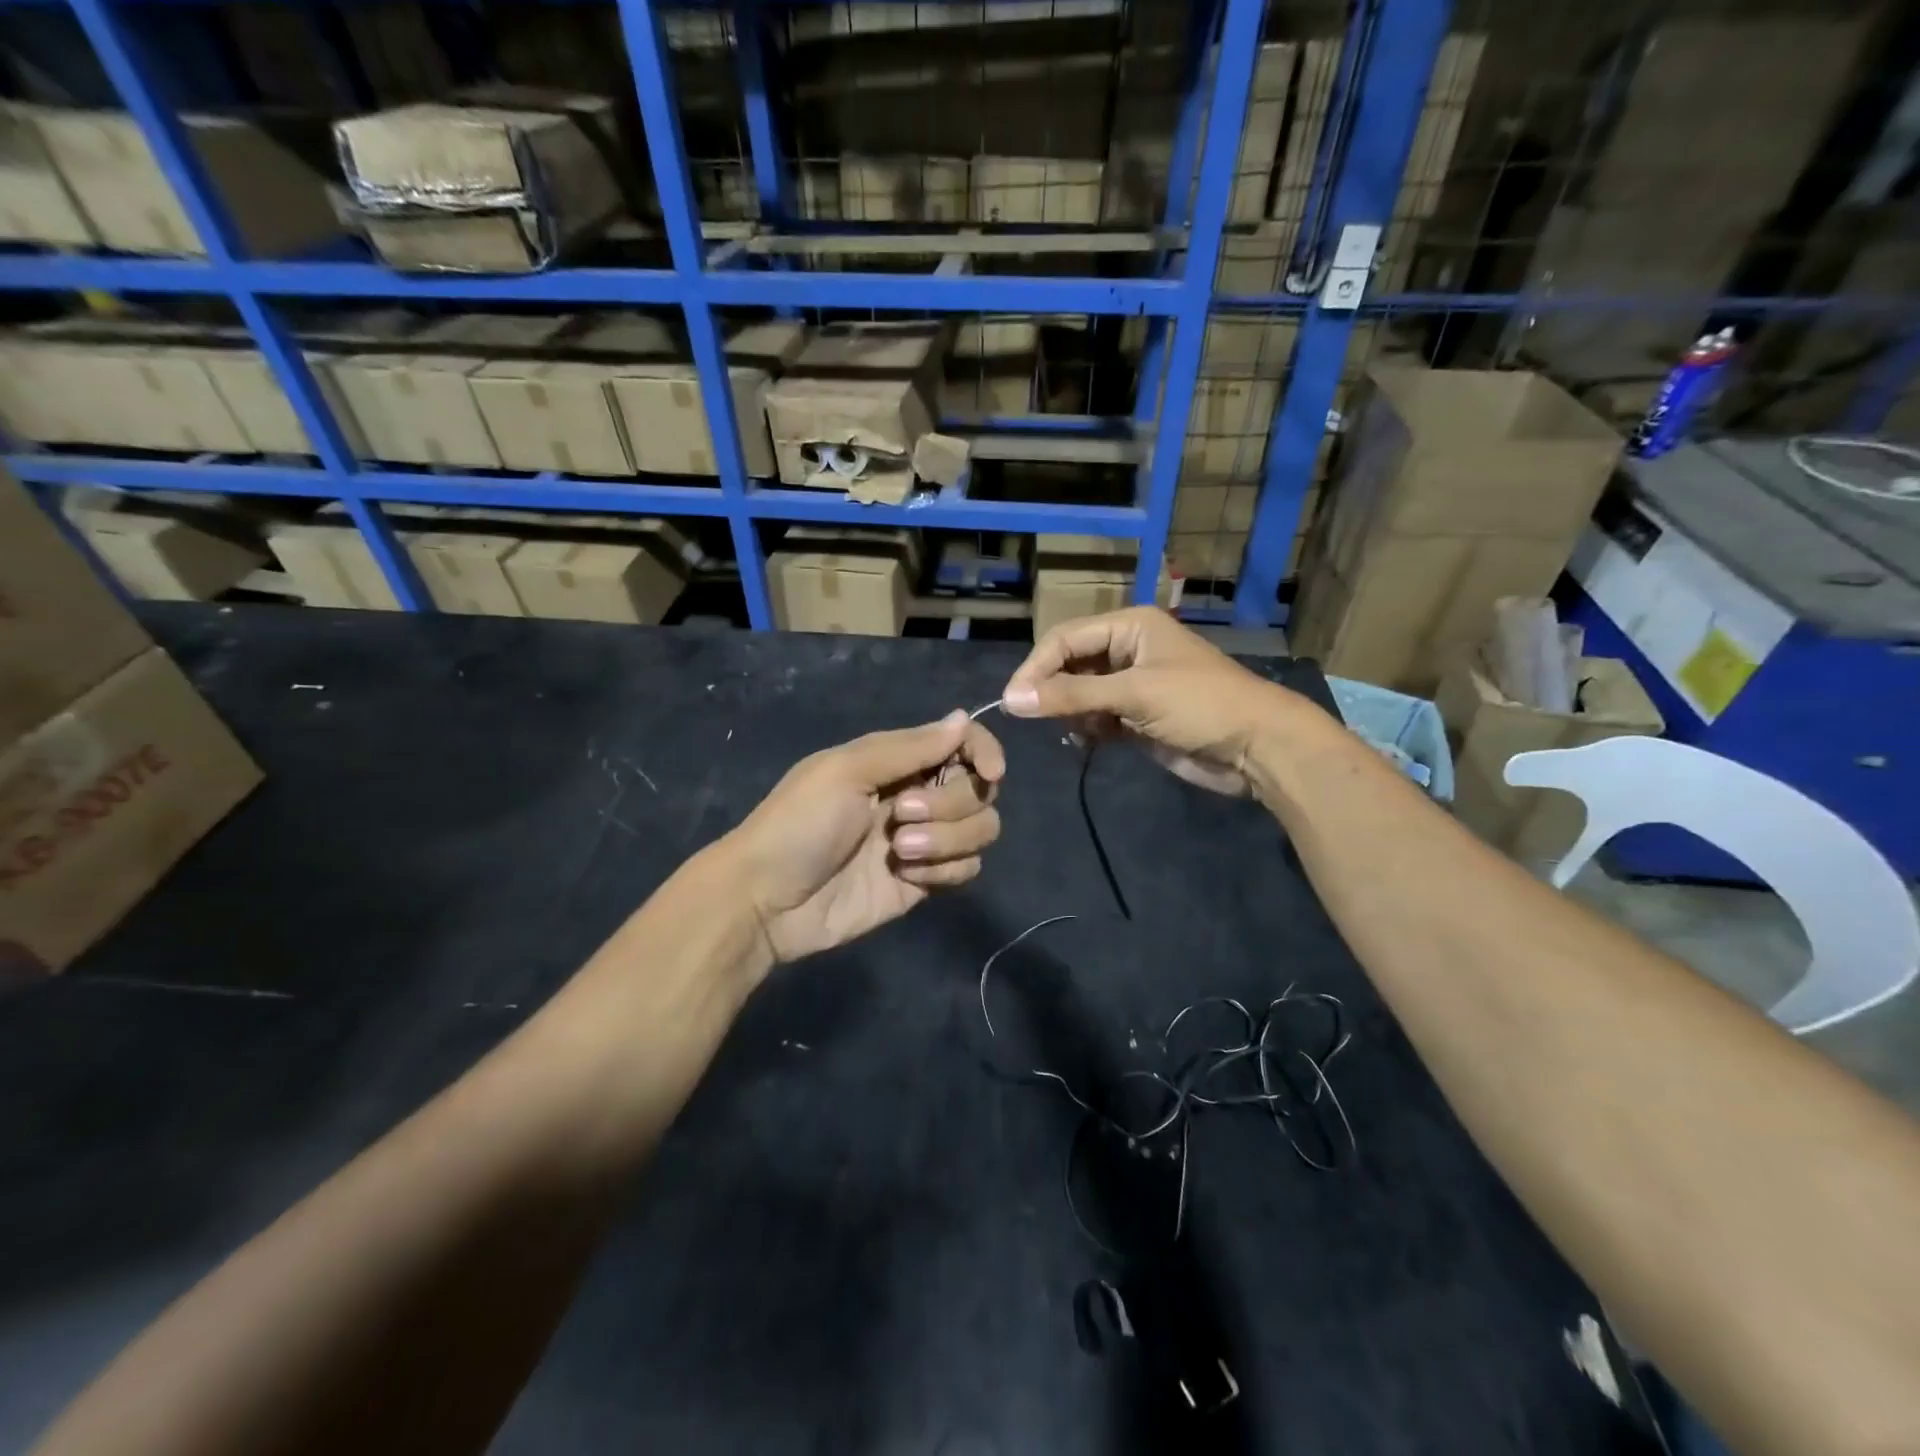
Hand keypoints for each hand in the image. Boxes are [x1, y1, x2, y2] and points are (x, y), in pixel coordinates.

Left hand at [729, 711, 1004, 963]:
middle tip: (900, 815)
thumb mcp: (846, 771)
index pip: (962, 743)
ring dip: (948, 839)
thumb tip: (962, 718)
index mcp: (897, 761)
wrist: (767, 900)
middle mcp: (917, 795)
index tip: (991, 772)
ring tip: (899, 851)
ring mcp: (923, 841)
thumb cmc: (799, 823)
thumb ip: (910, 747)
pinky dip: (946, 870)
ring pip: (980, 830)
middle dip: (948, 803)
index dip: (984, 752)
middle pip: (977, 789)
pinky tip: (909, 877)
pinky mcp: (924, 882)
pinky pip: (966, 869)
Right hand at [1002, 607, 1301, 795]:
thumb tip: (1011, 699)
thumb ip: (1072, 696)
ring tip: (1074, 730)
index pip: (1065, 638)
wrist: (1257, 747)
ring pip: (1080, 693)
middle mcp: (1127, 650)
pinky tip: (1087, 742)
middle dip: (1052, 690)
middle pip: (1070, 664)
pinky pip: (1096, 717)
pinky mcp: (1137, 716)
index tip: (1012, 700)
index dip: (1035, 667)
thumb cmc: (1200, 705)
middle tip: (1035, 718)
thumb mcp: (1134, 694)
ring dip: (1070, 712)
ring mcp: (1132, 685)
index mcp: (1130, 627)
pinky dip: (1086, 729)